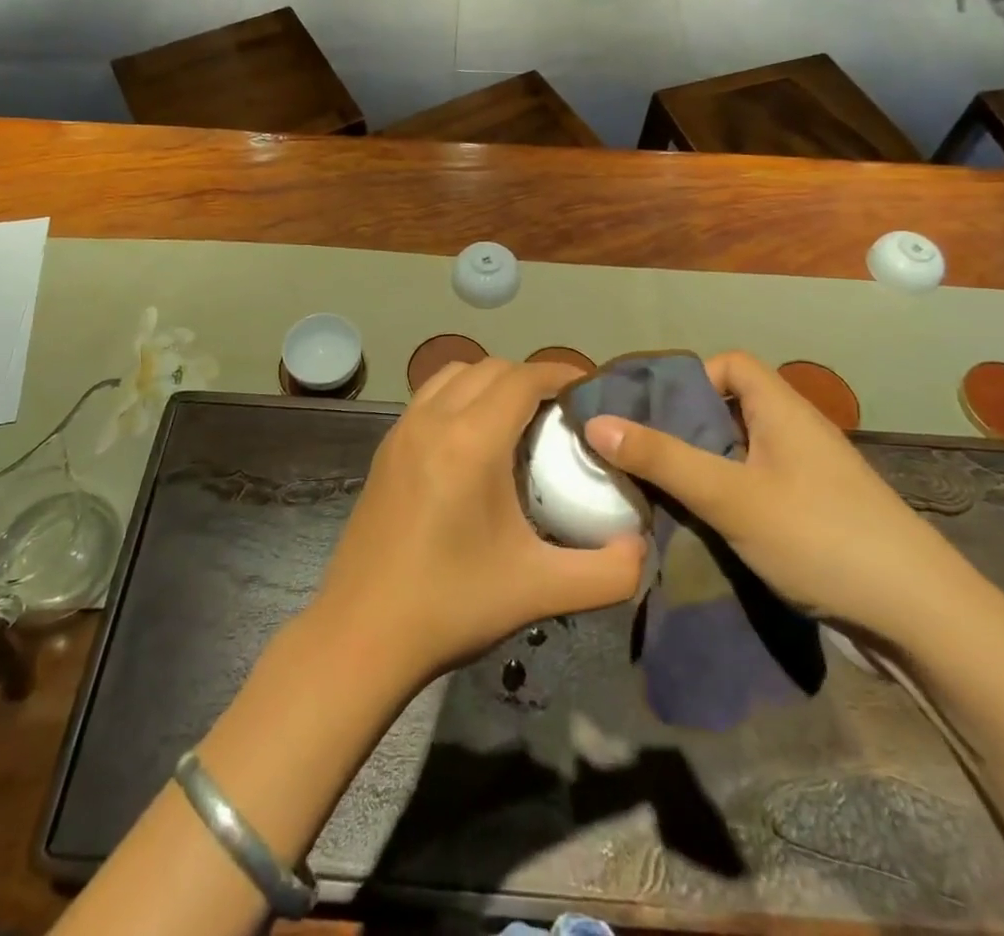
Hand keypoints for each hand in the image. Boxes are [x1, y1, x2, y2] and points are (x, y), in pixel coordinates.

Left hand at [315, 358, 645, 686]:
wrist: (361, 635)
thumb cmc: (452, 605)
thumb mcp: (541, 591)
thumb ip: (607, 572)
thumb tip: (642, 547)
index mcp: (470, 442)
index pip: (522, 378)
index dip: (560, 374)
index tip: (589, 391)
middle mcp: (432, 420)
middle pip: (489, 368)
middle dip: (529, 377)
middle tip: (561, 413)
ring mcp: (401, 431)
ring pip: (453, 374)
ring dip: (490, 381)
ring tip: (518, 420)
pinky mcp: (384, 449)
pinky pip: (429, 397)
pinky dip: (459, 396)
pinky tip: (473, 442)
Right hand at [583, 351, 971, 640]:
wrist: (924, 622)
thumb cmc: (821, 538)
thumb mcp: (731, 496)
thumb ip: (663, 459)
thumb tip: (595, 422)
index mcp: (783, 410)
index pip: (731, 364)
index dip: (690, 377)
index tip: (650, 409)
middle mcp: (797, 434)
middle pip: (731, 409)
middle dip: (683, 427)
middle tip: (638, 452)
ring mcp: (809, 479)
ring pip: (741, 454)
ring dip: (701, 467)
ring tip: (658, 490)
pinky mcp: (815, 518)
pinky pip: (757, 489)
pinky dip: (725, 498)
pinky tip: (701, 526)